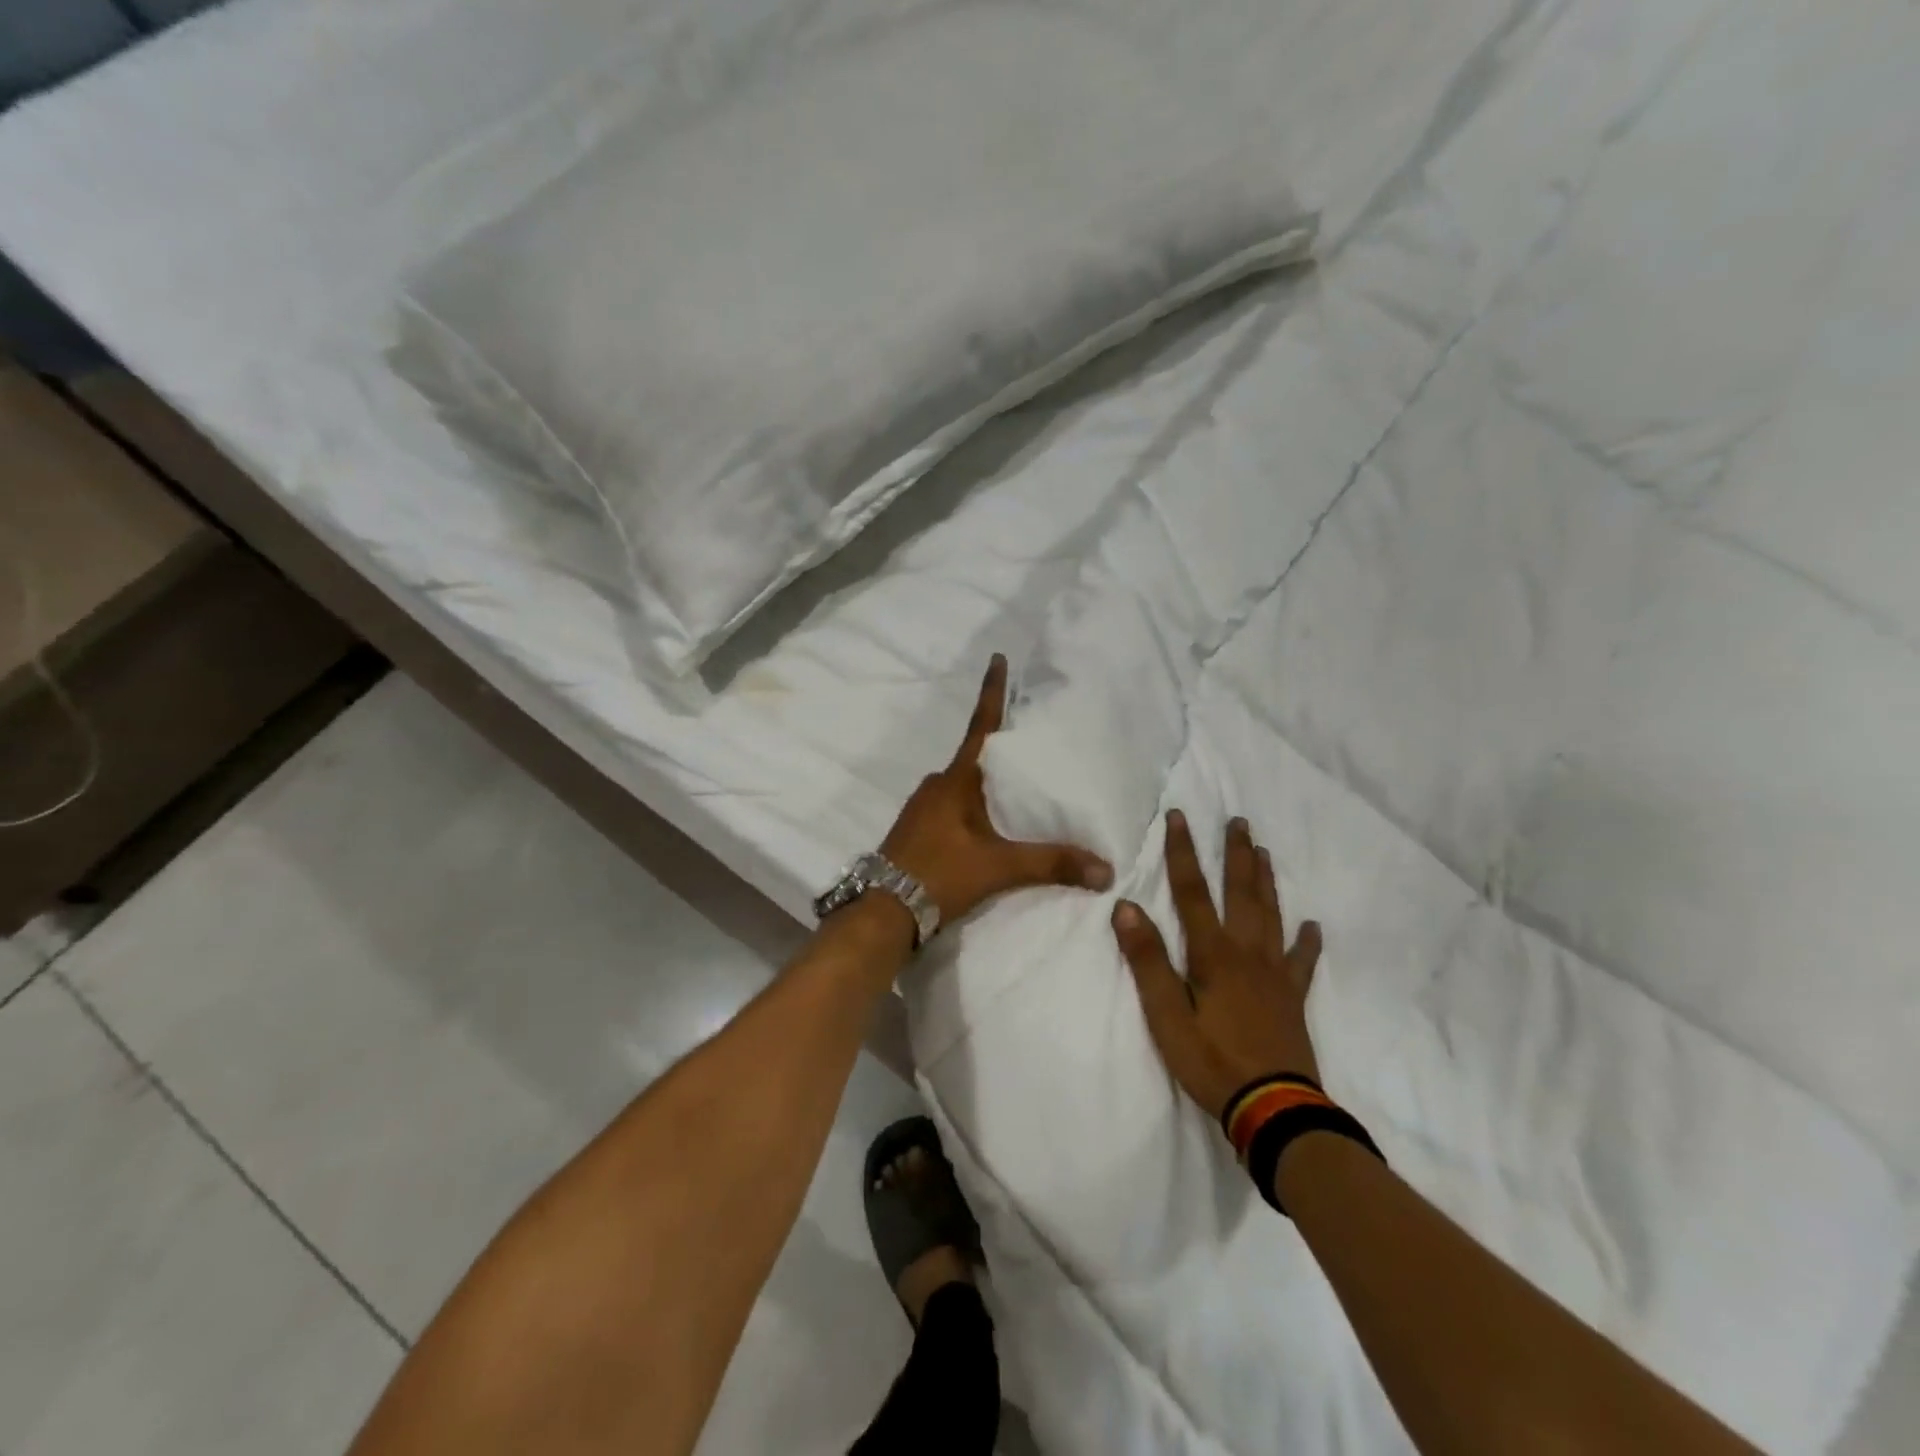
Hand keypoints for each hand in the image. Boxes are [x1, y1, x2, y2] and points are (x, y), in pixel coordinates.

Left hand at [880, 655, 1113, 924]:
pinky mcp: (918, 829)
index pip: (981, 726)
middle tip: (1033, 744)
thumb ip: (1051, 864)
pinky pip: (953, 805)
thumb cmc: (940, 874)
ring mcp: (923, 806)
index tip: (998, 658)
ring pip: (963, 784)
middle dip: (1002, 749)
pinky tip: (990, 826)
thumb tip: (1106, 869)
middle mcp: (937, 784)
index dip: (993, 692)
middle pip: (976, 757)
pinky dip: (974, 806)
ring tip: (1020, 790)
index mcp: (956, 780)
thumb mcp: (999, 867)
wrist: (883, 910)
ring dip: (987, 782)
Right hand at [1113, 810, 1322, 1120]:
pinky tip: (1313, 926)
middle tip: (1239, 821)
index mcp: (1212, 954)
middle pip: (1241, 893)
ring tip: (1264, 852)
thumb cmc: (1212, 1062)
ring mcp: (1274, 975)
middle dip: (1235, 854)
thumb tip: (1126, 907)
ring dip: (1265, 881)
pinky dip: (1307, 942)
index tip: (1179, 816)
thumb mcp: (1166, 1016)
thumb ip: (1147, 961)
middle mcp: (1246, 953)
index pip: (1191, 891)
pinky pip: (1302, 962)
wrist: (1275, 1110)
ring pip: (1271, 915)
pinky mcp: (1292, 999)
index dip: (1182, 852)